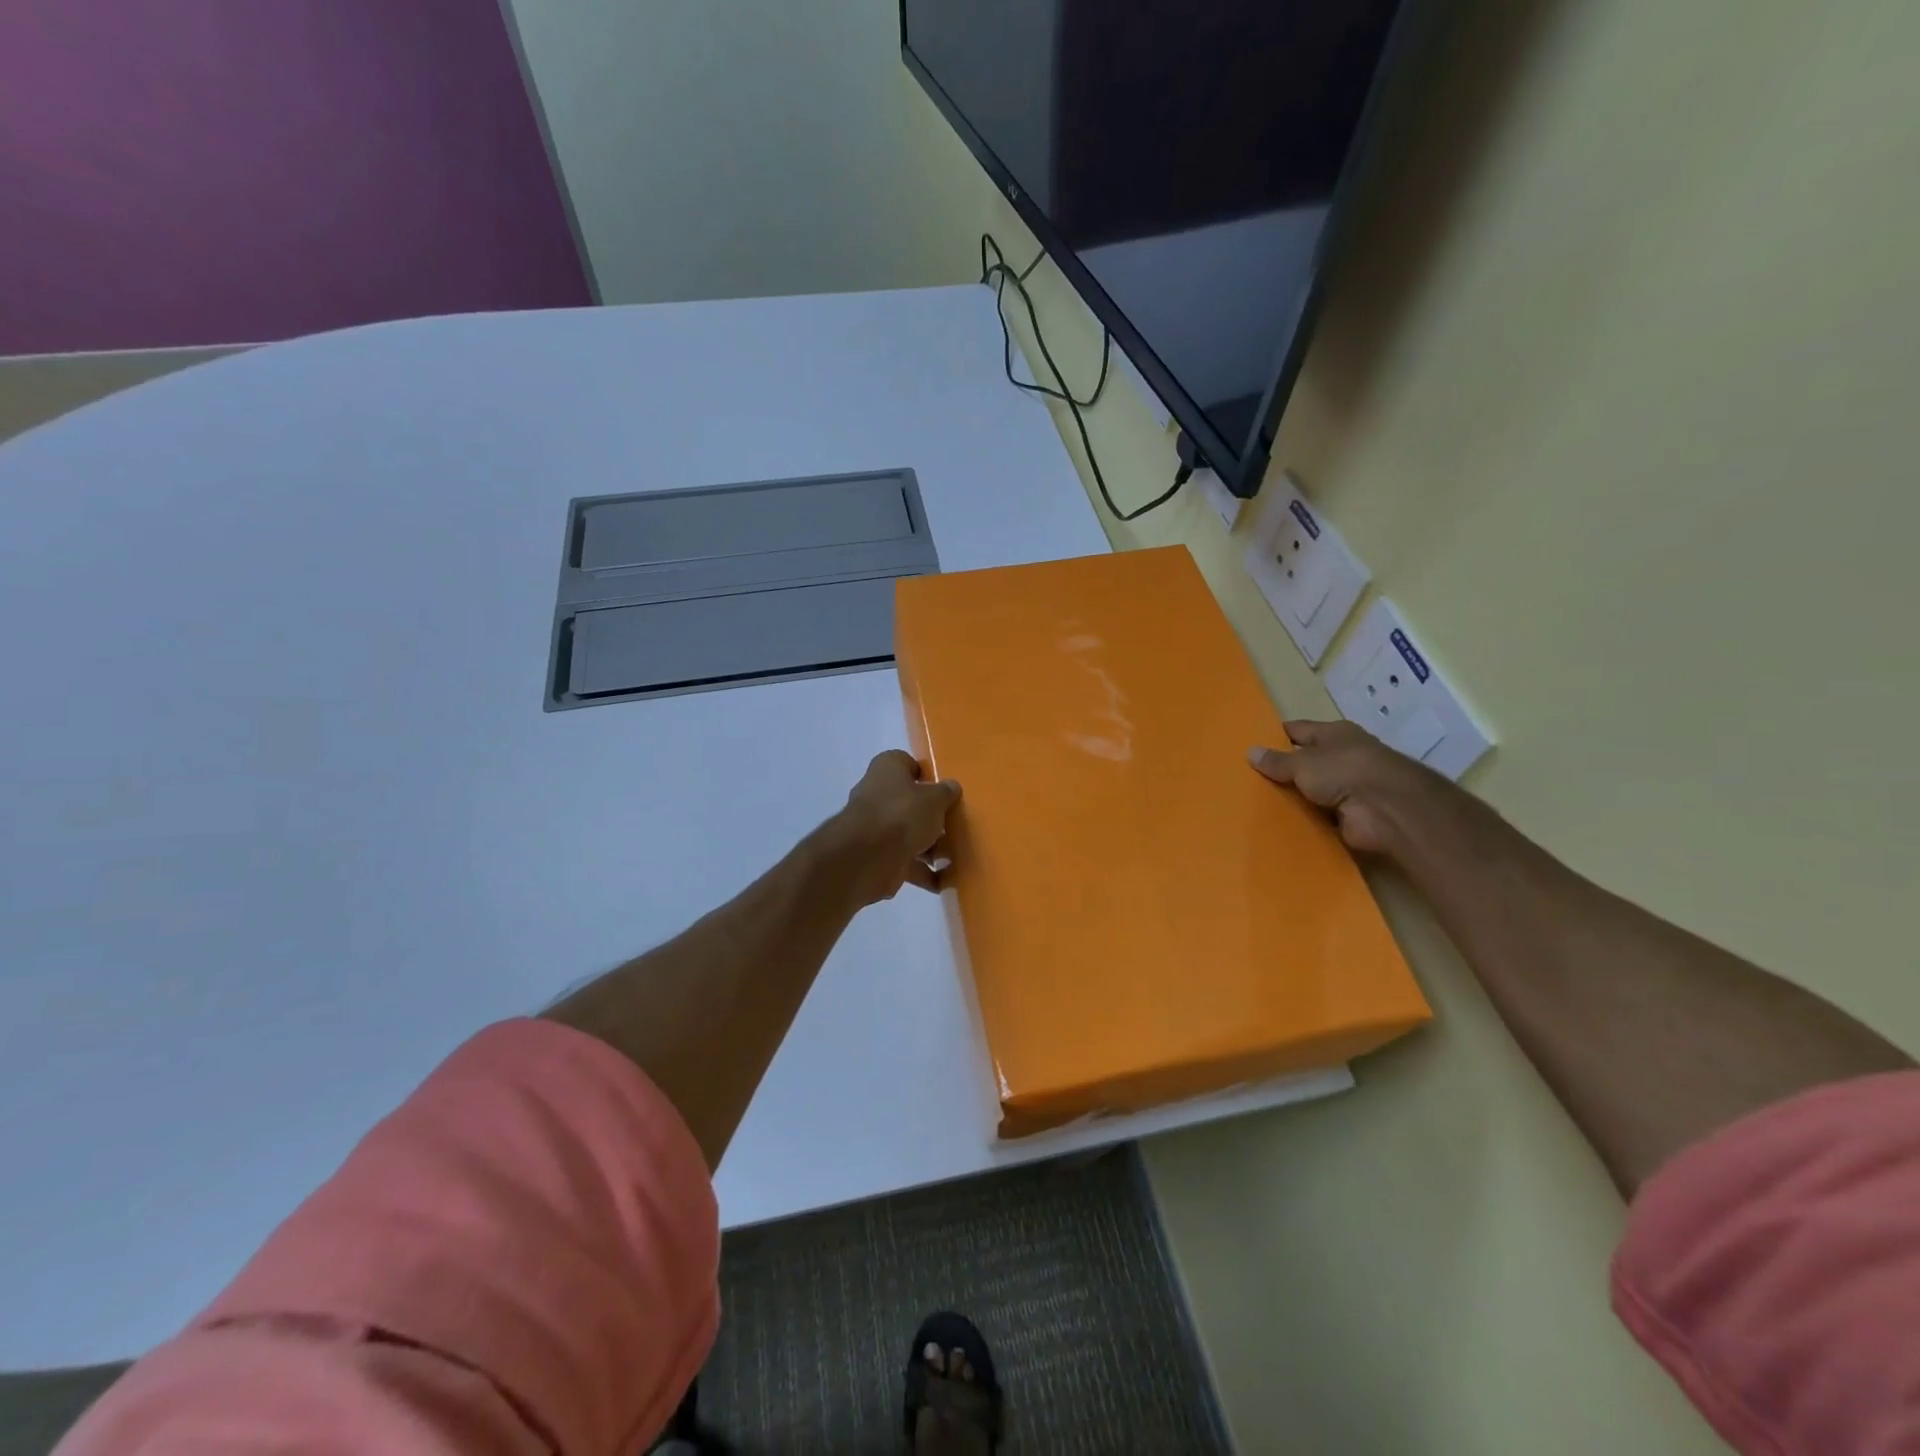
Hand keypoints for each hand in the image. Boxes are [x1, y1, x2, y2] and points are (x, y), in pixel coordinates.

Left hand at [829, 750, 961, 903]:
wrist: (867, 857)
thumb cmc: (902, 814)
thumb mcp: (934, 798)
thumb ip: (945, 792)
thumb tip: (951, 787)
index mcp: (887, 769)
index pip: (907, 764)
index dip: (926, 776)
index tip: (946, 791)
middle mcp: (877, 794)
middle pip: (910, 802)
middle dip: (932, 817)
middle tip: (956, 826)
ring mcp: (875, 828)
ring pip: (908, 834)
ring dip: (931, 847)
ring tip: (956, 857)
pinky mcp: (877, 857)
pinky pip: (906, 862)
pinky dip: (923, 872)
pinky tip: (945, 881)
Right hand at [1247, 719, 1461, 860]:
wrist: (1386, 810)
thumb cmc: (1344, 771)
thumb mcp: (1302, 763)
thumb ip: (1277, 761)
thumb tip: (1250, 751)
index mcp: (1334, 734)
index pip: (1299, 730)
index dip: (1277, 736)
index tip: (1252, 745)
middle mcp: (1343, 757)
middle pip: (1305, 761)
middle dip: (1281, 770)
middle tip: (1247, 778)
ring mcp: (1348, 787)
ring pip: (1310, 790)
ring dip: (1292, 797)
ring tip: (1255, 802)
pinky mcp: (1348, 815)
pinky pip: (1317, 815)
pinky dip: (1303, 818)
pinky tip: (1278, 822)